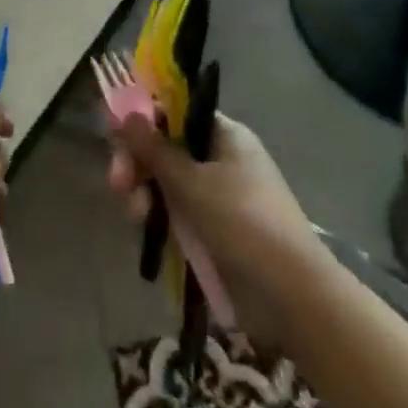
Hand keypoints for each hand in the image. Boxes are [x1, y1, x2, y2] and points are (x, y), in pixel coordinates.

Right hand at [109, 111, 333, 351]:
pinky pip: (180, 213)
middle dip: (139, 163)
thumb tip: (128, 113)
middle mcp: (222, 158)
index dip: (145, 121)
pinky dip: (162, 218)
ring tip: (136, 216)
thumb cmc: (243, 222)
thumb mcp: (192, 183)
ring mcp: (220, 196)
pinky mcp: (216, 231)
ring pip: (169, 183)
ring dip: (146, 193)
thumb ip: (155, 149)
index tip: (116, 136)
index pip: (176, 113)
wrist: (292, 294)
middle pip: (168, 148)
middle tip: (117, 184)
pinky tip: (147, 230)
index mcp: (224, 135)